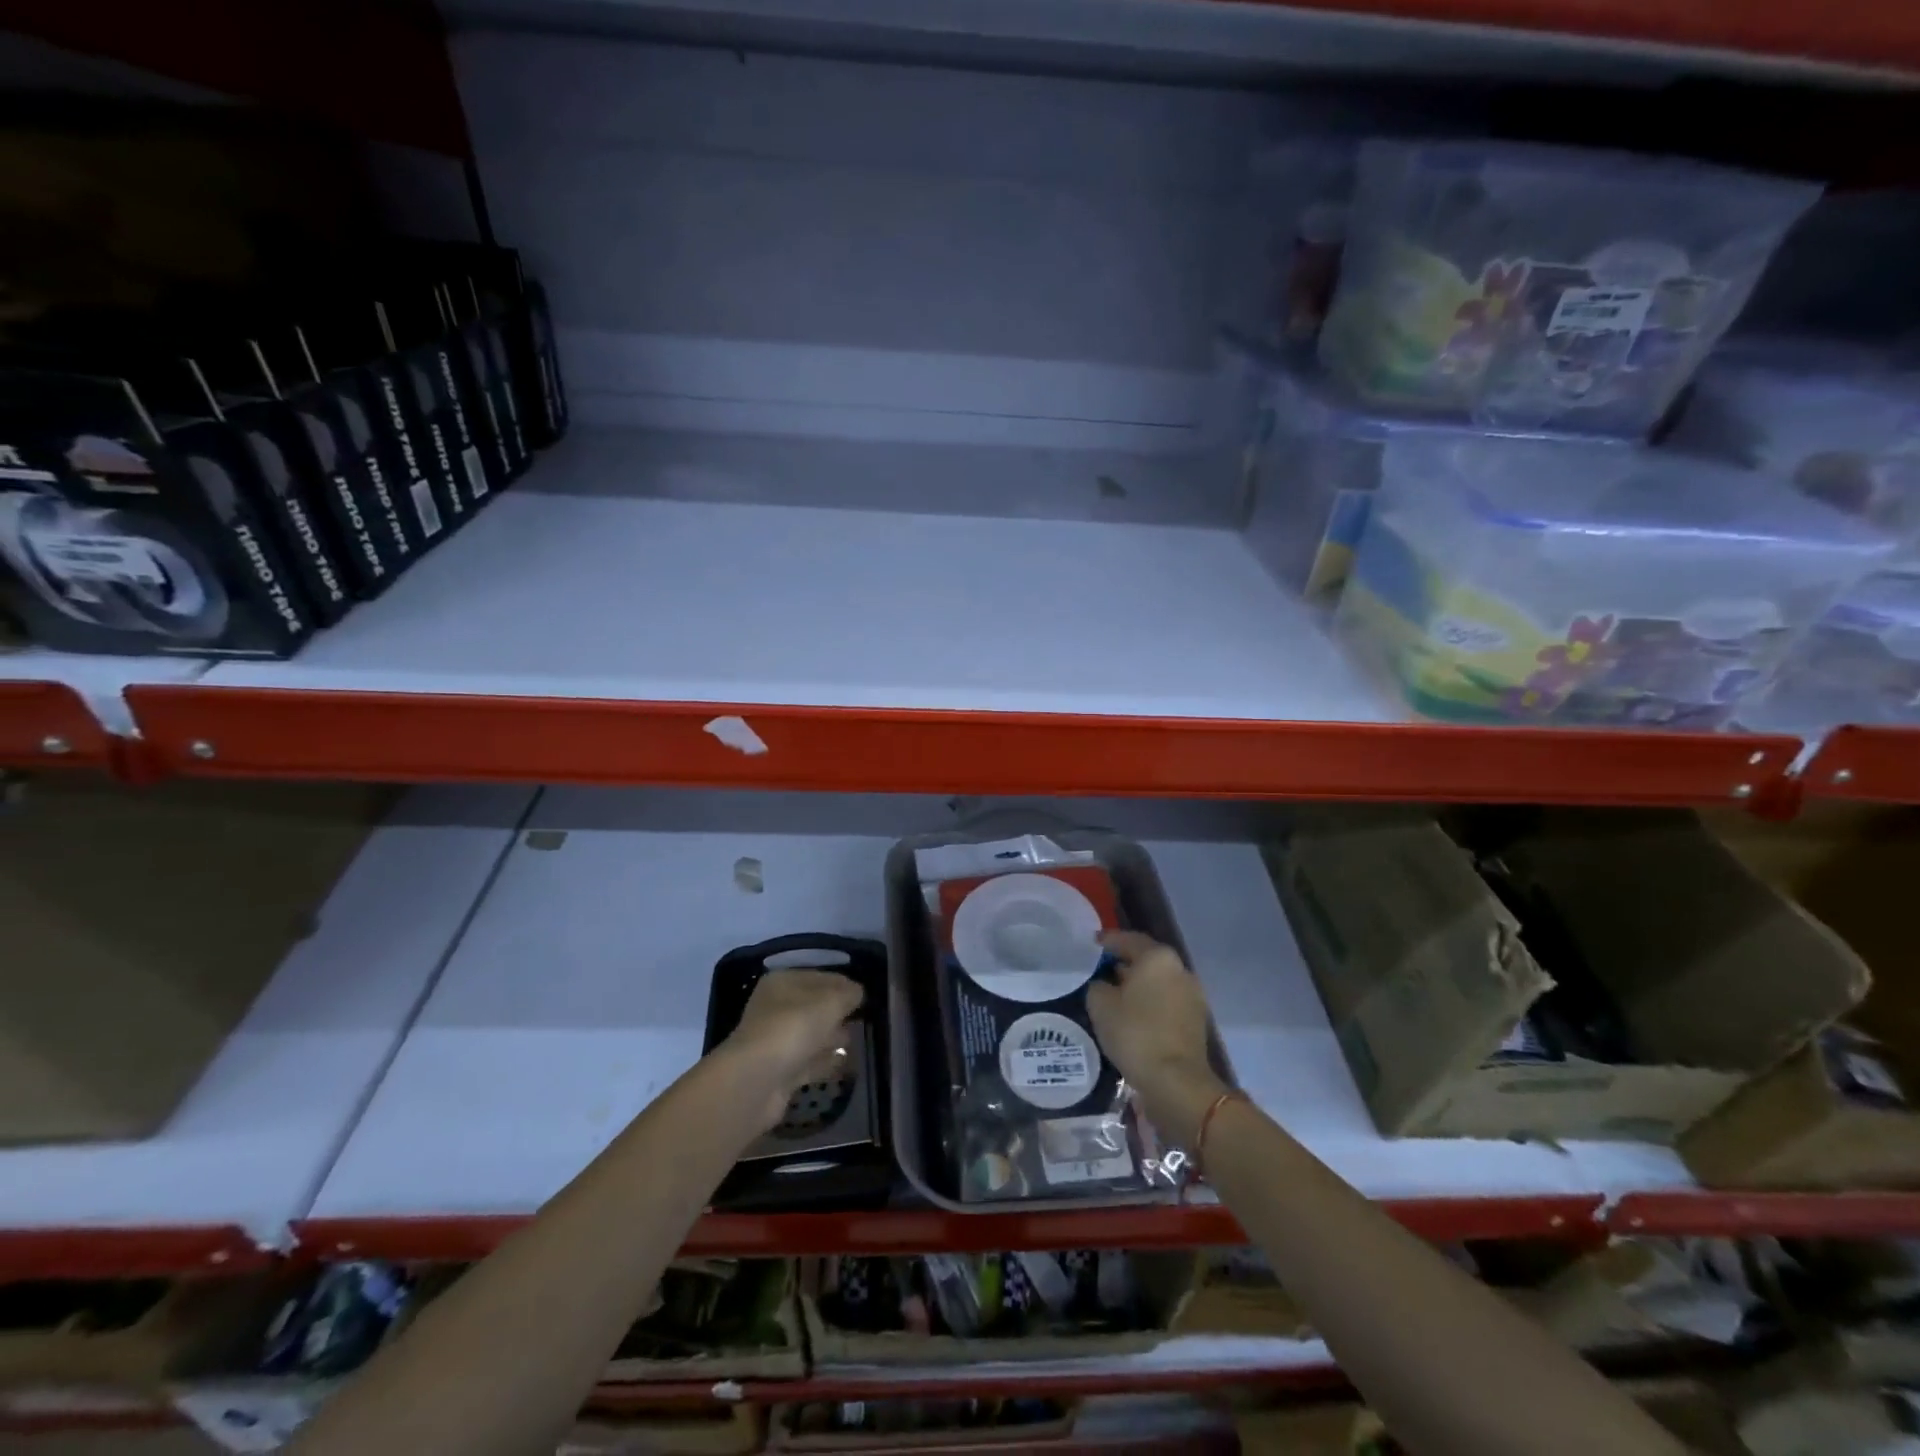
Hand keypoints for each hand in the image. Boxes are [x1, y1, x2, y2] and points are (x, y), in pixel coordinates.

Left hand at [720, 969, 864, 1132]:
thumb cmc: (794, 1027)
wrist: (757, 1080)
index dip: (843, 984)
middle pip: (814, 1007)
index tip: (866, 995)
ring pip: (812, 1035)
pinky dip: (826, 1062)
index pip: (820, 977)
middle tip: (863, 1018)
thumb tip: (858, 992)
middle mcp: (776, 1008)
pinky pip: (809, 1061)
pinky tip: (845, 1063)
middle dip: (838, 1012)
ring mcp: (776, 1041)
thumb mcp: (831, 1002)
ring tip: (856, 1042)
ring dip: (832, 1038)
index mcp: (783, 982)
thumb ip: (849, 993)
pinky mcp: (780, 1071)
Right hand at [1086, 932, 1225, 1145]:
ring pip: (1159, 981)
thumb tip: (1104, 985)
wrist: (1176, 1081)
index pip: (1129, 940)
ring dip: (1139, 984)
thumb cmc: (1135, 1034)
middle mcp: (1180, 969)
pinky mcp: (1197, 1020)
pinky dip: (1151, 1003)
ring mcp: (1192, 995)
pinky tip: (1134, 1015)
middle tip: (1103, 969)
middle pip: (1147, 959)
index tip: (1093, 943)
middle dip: (1126, 962)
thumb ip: (1098, 986)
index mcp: (1157, 958)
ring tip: (1116, 994)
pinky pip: (1167, 1001)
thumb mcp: (1100, 1005)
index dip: (1108, 941)